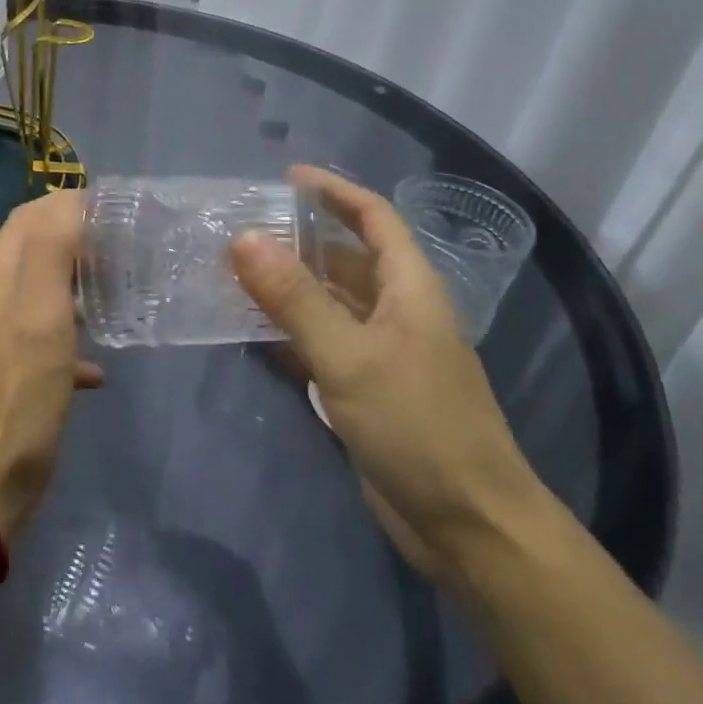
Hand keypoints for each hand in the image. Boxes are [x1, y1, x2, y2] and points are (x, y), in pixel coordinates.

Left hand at [0, 190, 103, 540]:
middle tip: (121, 255)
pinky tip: (94, 371)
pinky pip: (30, 343)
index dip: (69, 205)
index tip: (115, 215)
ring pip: (31, 297)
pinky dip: (63, 341)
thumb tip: (70, 201)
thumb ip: (51, 254)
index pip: (27, 218)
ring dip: (70, 290)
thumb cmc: (15, 404)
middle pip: (28, 253)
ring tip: (112, 301)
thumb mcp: (41, 320)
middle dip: (73, 244)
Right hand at [231, 165, 544, 581]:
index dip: (334, 191)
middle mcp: (397, 311)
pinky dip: (290, 332)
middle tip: (241, 230)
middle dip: (298, 240)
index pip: (374, 218)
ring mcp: (382, 352)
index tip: (285, 177)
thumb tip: (243, 238)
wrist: (468, 525)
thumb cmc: (417, 425)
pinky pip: (323, 344)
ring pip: (330, 302)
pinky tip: (252, 331)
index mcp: (409, 287)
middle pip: (346, 258)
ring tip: (234, 272)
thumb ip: (294, 297)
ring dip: (288, 287)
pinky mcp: (367, 389)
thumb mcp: (349, 355)